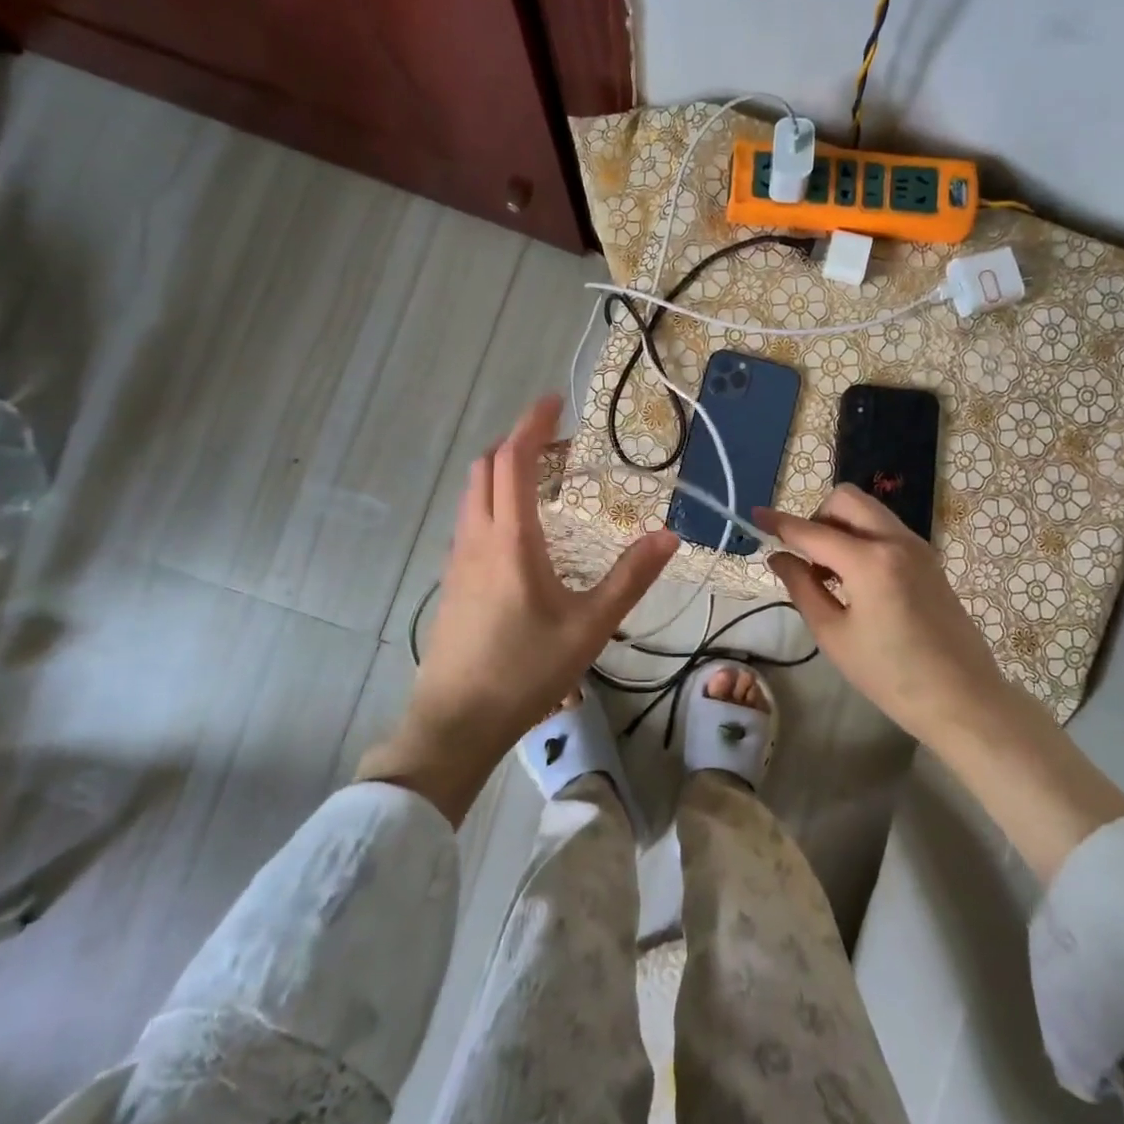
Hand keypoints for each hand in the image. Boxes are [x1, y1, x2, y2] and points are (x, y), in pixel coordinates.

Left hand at [358, 394, 678, 822]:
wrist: (456, 722)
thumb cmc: (526, 671)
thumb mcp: (590, 626)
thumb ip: (631, 577)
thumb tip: (670, 535)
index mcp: (510, 540)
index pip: (513, 461)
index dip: (532, 424)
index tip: (555, 401)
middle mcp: (477, 538)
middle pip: (486, 468)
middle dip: (517, 443)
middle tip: (558, 445)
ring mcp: (458, 560)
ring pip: (473, 494)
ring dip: (502, 472)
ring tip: (542, 480)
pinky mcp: (453, 581)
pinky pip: (470, 520)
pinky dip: (493, 501)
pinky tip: (521, 530)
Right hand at [758, 484, 1123, 882]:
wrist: (962, 698)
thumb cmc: (890, 675)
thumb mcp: (834, 635)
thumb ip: (801, 587)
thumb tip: (778, 557)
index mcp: (870, 561)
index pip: (812, 531)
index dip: (779, 523)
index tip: (755, 516)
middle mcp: (896, 540)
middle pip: (846, 500)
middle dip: (817, 516)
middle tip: (807, 557)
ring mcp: (918, 546)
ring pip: (868, 511)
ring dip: (840, 526)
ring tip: (830, 574)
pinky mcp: (929, 559)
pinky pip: (885, 529)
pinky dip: (862, 537)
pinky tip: (856, 579)